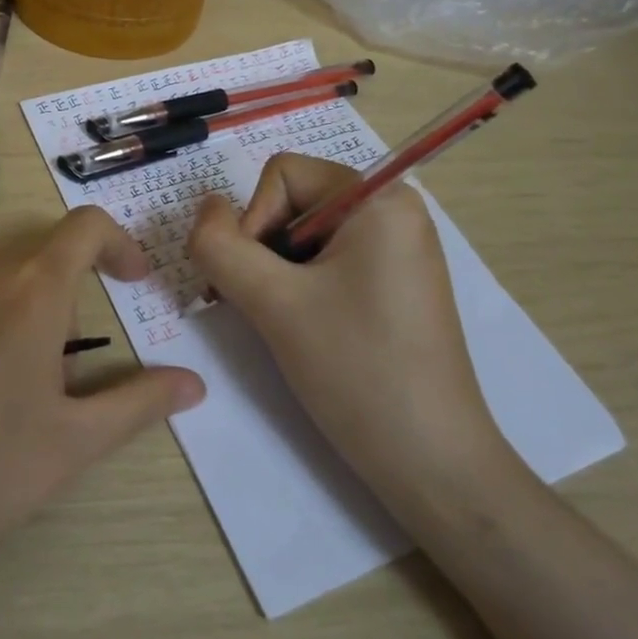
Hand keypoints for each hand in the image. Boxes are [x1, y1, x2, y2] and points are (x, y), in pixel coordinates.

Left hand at [0, 206, 205, 588]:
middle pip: (33, 254)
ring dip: (3, 305)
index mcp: (31, 290)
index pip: (86, 227)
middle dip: (57, 292)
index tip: (130, 281)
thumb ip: (138, 402)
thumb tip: (194, 383)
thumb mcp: (70, 445)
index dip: (118, 244)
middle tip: (52, 367)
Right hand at [188, 153, 513, 518]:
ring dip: (276, 274)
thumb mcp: (273, 302)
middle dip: (263, 250)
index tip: (260, 283)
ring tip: (282, 324)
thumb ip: (221, 246)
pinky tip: (304, 331)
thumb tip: (206, 209)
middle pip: (293, 202)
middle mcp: (394, 212)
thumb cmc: (356, 371)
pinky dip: (300, 289)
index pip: (283, 175)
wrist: (432, 464)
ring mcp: (398, 251)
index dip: (254, 221)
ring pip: (304, 237)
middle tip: (261, 307)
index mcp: (379, 199)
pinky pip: (329, 263)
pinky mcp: (395, 285)